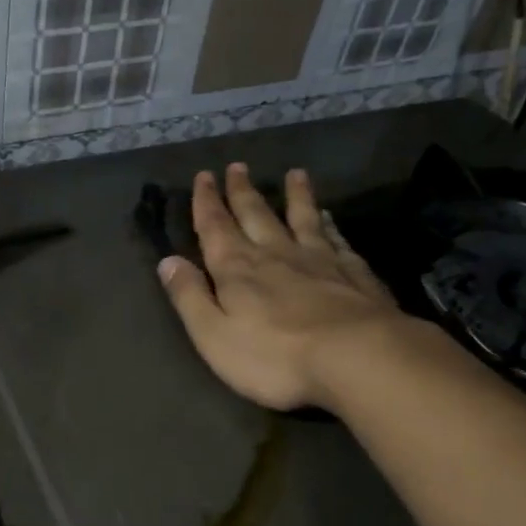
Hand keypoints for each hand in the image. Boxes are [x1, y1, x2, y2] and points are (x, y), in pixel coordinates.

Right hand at [157, 164, 408, 410]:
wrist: (357, 358)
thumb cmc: (274, 356)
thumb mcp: (213, 335)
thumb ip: (190, 297)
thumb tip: (168, 261)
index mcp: (237, 270)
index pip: (215, 228)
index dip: (206, 202)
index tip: (204, 176)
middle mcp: (275, 254)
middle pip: (256, 215)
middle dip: (242, 192)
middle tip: (237, 167)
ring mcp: (319, 261)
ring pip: (302, 219)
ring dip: (295, 196)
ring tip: (294, 174)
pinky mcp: (354, 274)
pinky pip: (337, 240)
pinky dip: (330, 225)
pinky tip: (330, 217)